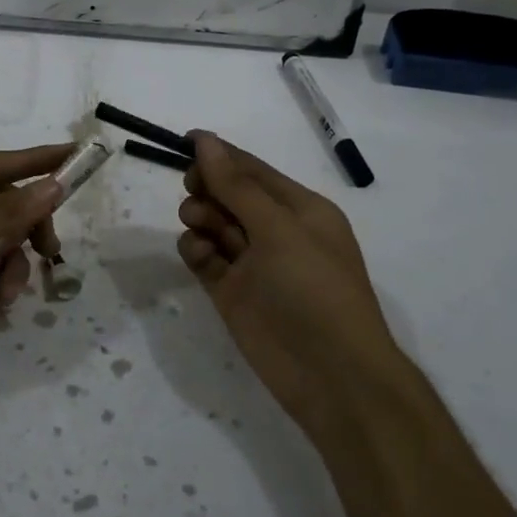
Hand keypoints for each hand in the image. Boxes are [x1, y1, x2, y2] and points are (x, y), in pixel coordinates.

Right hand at [177, 131, 402, 439]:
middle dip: (208, 187)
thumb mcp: (279, 229)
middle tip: (194, 190)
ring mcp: (252, 263)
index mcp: (300, 209)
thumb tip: (205, 141)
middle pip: (228, 194)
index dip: (220, 154)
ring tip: (201, 227)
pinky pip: (204, 257)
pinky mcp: (231, 291)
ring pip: (213, 223)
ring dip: (201, 216)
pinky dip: (196, 249)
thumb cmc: (315, 288)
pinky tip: (199, 253)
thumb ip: (237, 186)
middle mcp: (275, 231)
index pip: (253, 170)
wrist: (331, 375)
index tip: (184, 140)